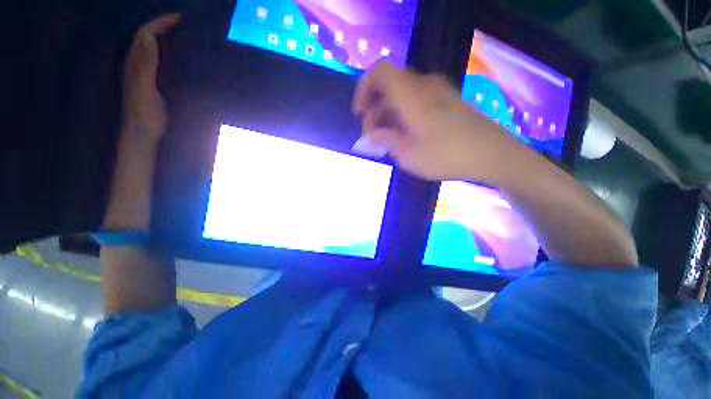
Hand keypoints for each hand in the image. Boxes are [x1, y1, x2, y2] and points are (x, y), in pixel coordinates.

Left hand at [122, 13, 180, 140]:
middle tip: (188, 26)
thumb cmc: (143, 112)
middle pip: (150, 38)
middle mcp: (139, 64)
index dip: (161, 23)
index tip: (181, 18)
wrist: (142, 132)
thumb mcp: (143, 87)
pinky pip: (161, 62)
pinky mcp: (154, 83)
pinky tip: (183, 58)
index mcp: (135, 62)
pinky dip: (171, 55)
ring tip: (188, 38)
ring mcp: (146, 74)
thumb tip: (149, 37)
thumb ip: (145, 64)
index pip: (146, 34)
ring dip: (169, 40)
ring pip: (155, 49)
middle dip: (166, 28)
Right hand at [353, 61, 521, 181]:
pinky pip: (417, 100)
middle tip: (373, 136)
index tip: (360, 114)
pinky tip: (406, 135)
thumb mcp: (408, 154)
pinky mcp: (446, 100)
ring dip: (389, 114)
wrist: (491, 153)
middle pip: (389, 87)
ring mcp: (438, 91)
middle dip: (375, 110)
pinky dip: (404, 114)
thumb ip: (385, 140)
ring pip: (402, 95)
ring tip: (388, 140)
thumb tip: (369, 134)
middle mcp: (423, 85)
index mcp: (411, 94)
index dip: (363, 89)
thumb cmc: (445, 155)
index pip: (379, 72)